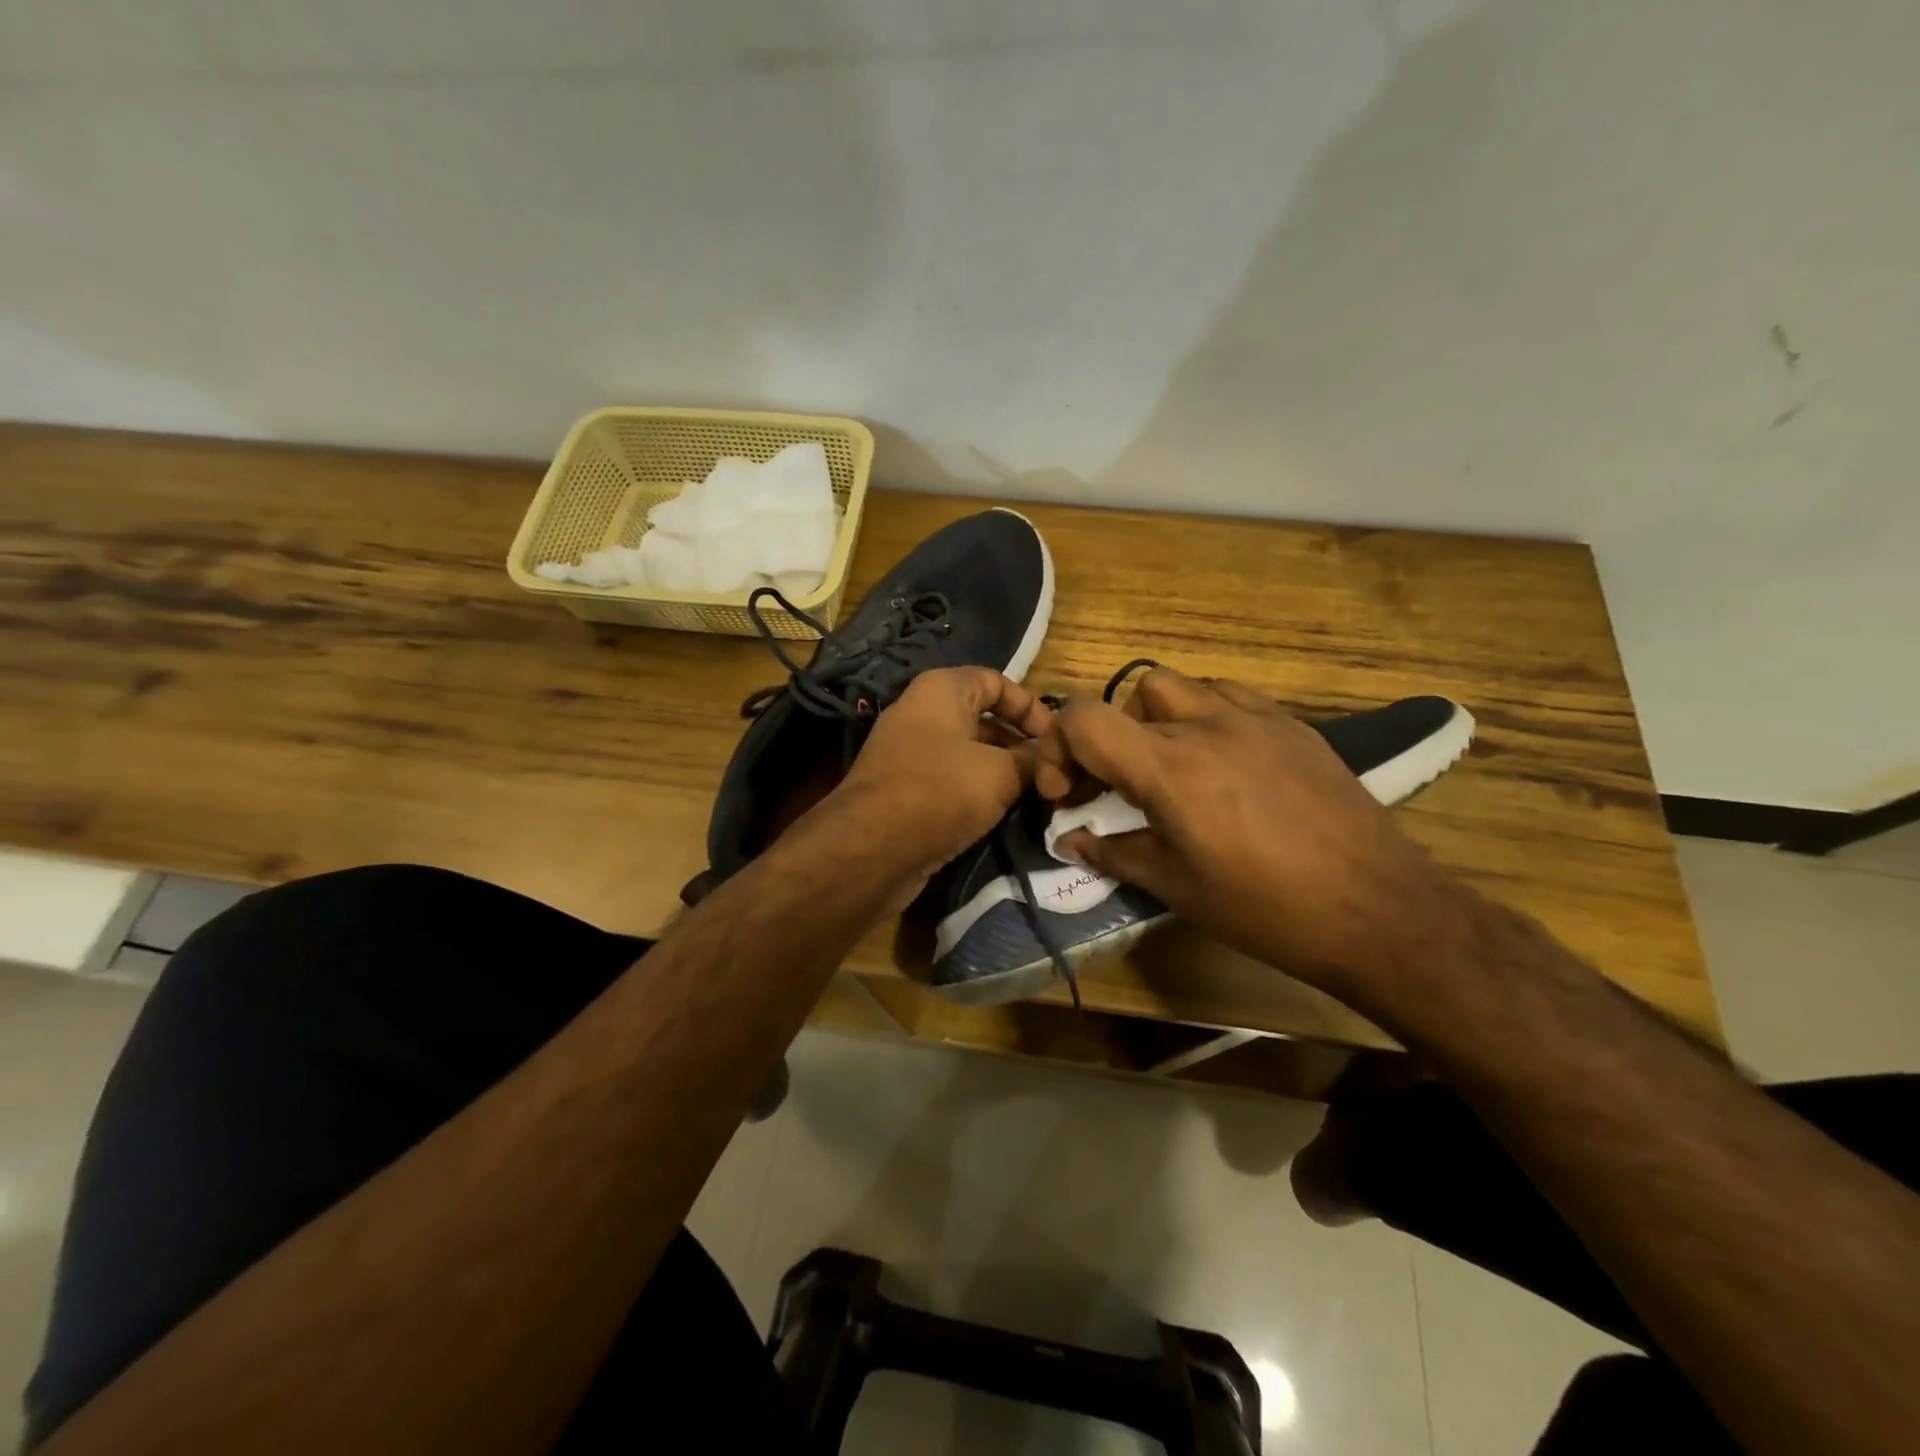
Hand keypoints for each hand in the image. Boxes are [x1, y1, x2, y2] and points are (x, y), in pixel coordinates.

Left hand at [825, 667, 1051, 898]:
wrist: (872, 849)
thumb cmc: (941, 791)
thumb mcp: (1000, 773)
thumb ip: (1032, 760)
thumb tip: (1052, 758)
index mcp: (942, 690)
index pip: (997, 681)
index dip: (1031, 706)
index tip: (1056, 739)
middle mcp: (922, 713)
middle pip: (983, 718)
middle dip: (1019, 743)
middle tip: (1051, 771)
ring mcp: (909, 753)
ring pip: (968, 753)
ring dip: (1001, 771)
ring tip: (1035, 795)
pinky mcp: (904, 790)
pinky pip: (950, 781)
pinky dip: (976, 792)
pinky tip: (1002, 814)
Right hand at [1034, 667, 1465, 995]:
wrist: (1378, 910)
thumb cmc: (1266, 908)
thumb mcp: (1176, 888)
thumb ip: (1113, 853)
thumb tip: (1071, 839)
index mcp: (1170, 768)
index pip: (1084, 718)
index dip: (1059, 747)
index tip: (1068, 792)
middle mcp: (1207, 725)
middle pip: (1130, 695)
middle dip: (1110, 734)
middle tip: (1120, 783)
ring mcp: (1256, 718)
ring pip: (1181, 686)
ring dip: (1157, 718)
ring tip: (1170, 767)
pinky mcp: (1293, 725)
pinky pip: (1230, 697)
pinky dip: (1206, 716)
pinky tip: (1222, 762)